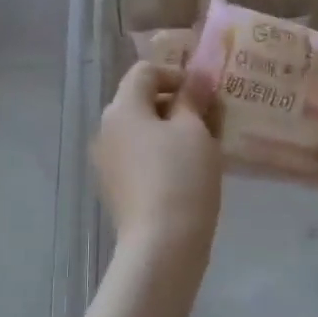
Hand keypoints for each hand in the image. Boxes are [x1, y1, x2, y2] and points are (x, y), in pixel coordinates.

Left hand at [94, 62, 223, 260]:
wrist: (162, 245)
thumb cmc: (181, 177)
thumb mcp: (194, 130)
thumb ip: (193, 98)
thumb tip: (196, 77)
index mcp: (122, 108)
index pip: (145, 71)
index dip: (177, 74)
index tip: (205, 94)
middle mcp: (106, 129)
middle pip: (141, 100)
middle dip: (176, 104)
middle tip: (210, 119)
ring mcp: (108, 161)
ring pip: (141, 131)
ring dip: (171, 130)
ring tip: (204, 147)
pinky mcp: (116, 187)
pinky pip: (139, 156)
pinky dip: (161, 154)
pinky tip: (187, 173)